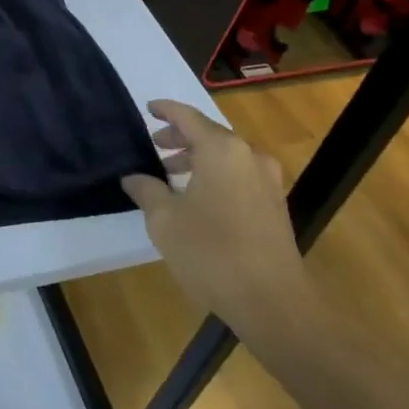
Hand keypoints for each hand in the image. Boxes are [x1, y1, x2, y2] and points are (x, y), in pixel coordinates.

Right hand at [121, 100, 306, 329]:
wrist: (271, 300)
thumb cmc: (210, 252)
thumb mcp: (164, 219)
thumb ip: (146, 189)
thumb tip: (134, 177)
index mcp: (221, 150)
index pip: (188, 117)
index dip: (165, 110)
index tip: (148, 109)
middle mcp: (249, 156)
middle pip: (210, 135)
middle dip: (180, 138)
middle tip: (155, 145)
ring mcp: (267, 181)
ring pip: (226, 156)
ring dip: (198, 159)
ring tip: (171, 173)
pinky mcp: (275, 205)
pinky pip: (239, 175)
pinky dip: (215, 175)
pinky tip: (197, 197)